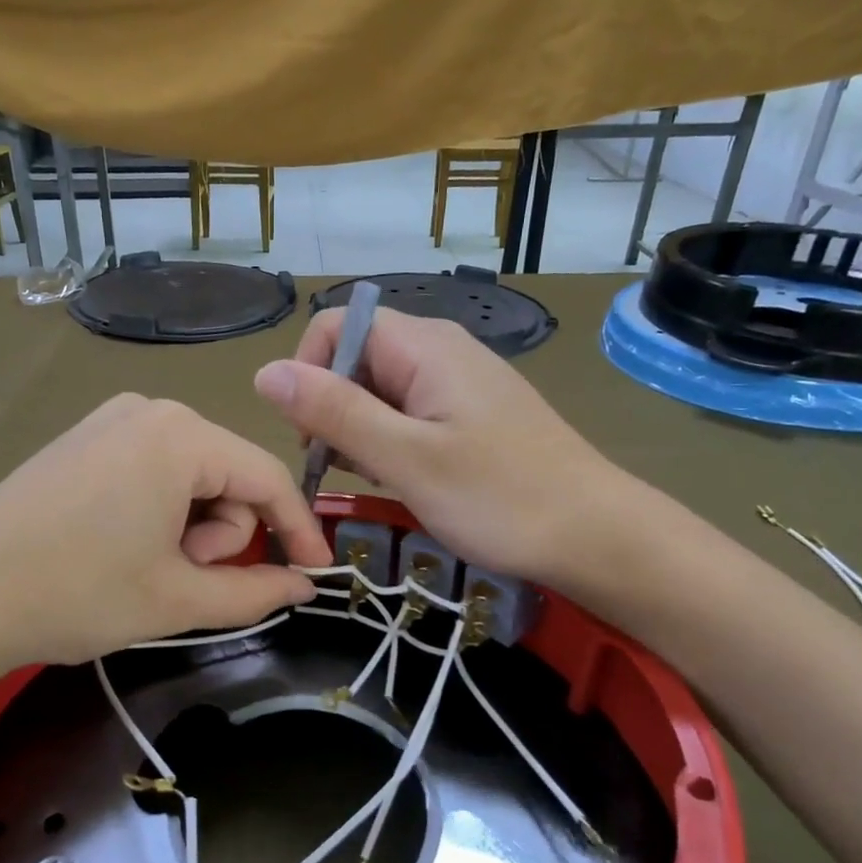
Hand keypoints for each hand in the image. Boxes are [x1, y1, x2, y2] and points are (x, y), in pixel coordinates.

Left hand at [0, 395, 330, 703]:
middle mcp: (150, 410)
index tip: (316, 573)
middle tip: (186, 577)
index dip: (300, 529)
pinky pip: (154, 468)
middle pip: (228, 473)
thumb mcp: (178, 599)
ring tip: (151, 567)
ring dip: (193, 526)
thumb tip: (304, 587)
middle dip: (224, 533)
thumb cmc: (78, 593)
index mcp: (180, 437)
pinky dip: (161, 510)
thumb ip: (255, 592)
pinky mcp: (85, 438)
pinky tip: (126, 544)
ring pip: (192, 473)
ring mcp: (111, 420)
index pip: (268, 477)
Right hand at [255, 310, 649, 588]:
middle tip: (344, 468)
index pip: (336, 326)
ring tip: (379, 479)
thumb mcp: (406, 458)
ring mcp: (459, 384)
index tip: (312, 434)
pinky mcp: (471, 415)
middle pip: (356, 358)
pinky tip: (404, 480)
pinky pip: (410, 413)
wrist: (596, 536)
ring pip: (380, 390)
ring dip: (361, 431)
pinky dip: (391, 443)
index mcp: (424, 346)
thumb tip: (264, 371)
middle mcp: (440, 351)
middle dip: (333, 409)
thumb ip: (335, 412)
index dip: (309, 372)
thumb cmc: (501, 498)